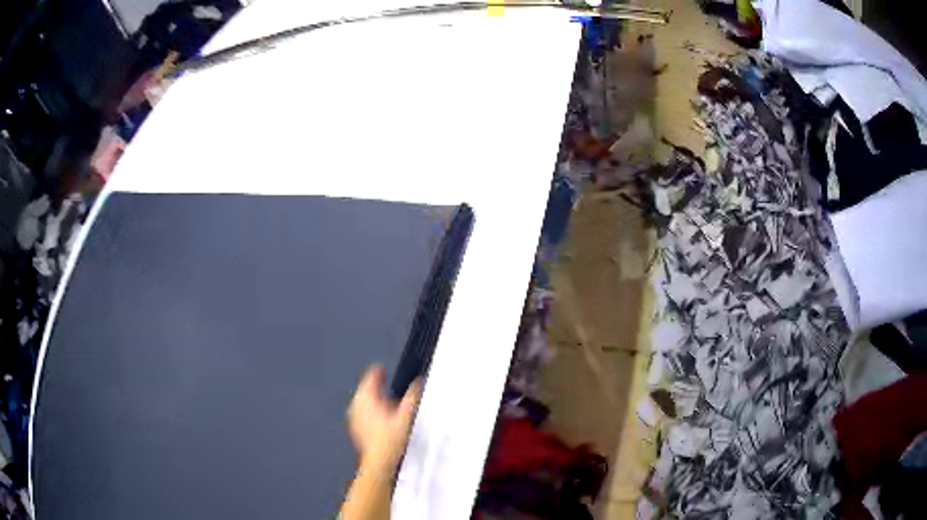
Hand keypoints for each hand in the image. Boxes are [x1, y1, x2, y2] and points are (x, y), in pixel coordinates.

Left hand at [347, 366, 420, 471]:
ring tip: (389, 406)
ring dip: (374, 400)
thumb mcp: (407, 414)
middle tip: (391, 389)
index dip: (379, 371)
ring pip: (364, 401)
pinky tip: (382, 421)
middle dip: (378, 387)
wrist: (379, 462)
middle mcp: (356, 404)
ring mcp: (354, 416)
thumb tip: (418, 382)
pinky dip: (371, 412)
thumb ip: (413, 395)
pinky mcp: (355, 428)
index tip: (384, 370)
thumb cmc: (391, 439)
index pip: (370, 376)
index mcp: (367, 397)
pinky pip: (362, 413)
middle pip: (366, 388)